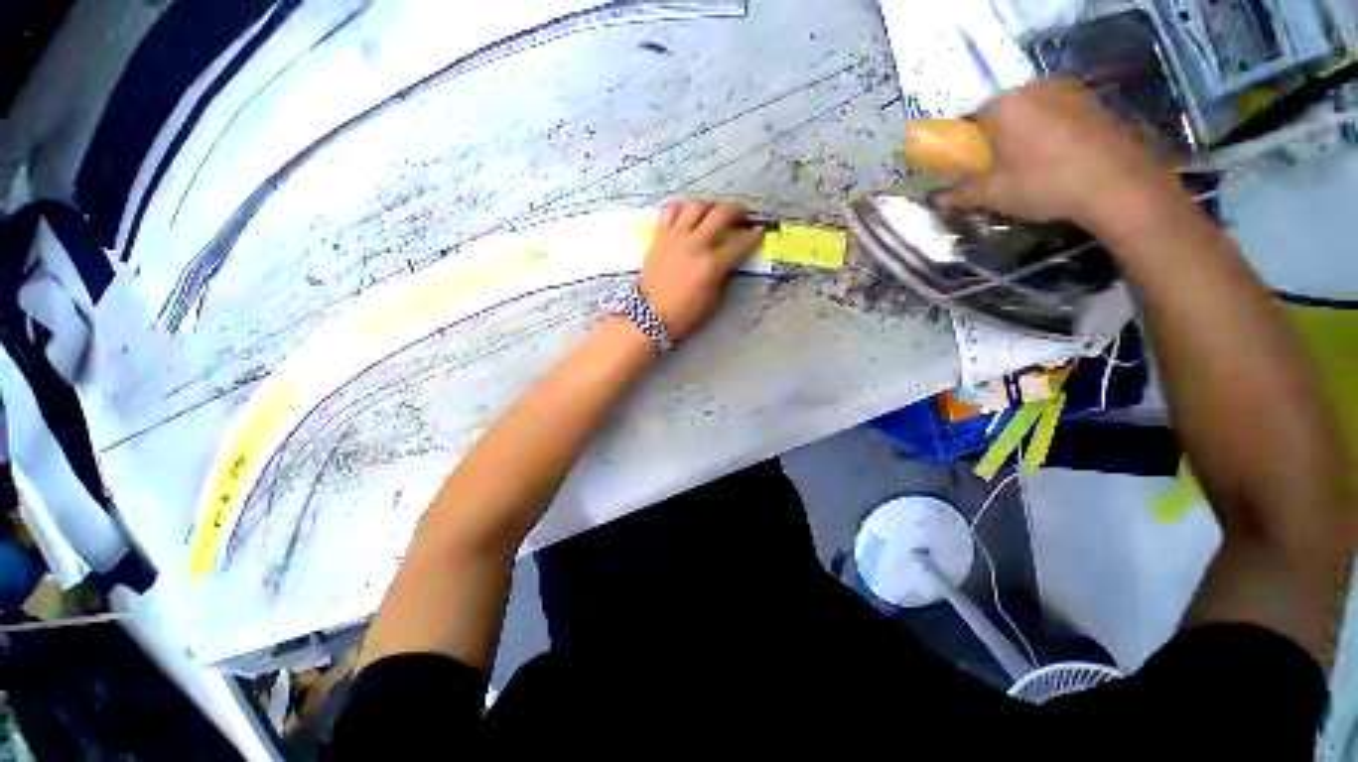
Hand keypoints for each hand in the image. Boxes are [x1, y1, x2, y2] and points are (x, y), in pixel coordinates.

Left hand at [640, 200, 763, 340]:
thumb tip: (728, 259)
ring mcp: (675, 237)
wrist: (650, 315)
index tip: (759, 231)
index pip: (740, 243)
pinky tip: (687, 210)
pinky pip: (670, 210)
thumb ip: (722, 274)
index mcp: (712, 264)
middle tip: (743, 212)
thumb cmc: (685, 313)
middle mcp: (695, 244)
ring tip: (714, 209)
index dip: (754, 236)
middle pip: (721, 214)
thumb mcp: (713, 298)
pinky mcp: (659, 236)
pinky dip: (682, 206)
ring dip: (710, 204)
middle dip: (737, 210)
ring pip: (696, 206)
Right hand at [939, 79, 1191, 237]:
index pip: (973, 118)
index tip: (975, 167)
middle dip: (1000, 139)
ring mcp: (1071, 93)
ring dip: (1029, 137)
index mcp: (1006, 104)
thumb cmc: (1044, 182)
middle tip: (1003, 170)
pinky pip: (1063, 117)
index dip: (970, 144)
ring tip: (1035, 168)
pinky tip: (1063, 161)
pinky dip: (1056, 135)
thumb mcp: (993, 194)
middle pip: (1006, 113)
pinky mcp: (1097, 105)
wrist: (1118, 183)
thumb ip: (960, 194)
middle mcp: (1036, 88)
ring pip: (1036, 114)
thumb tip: (937, 201)